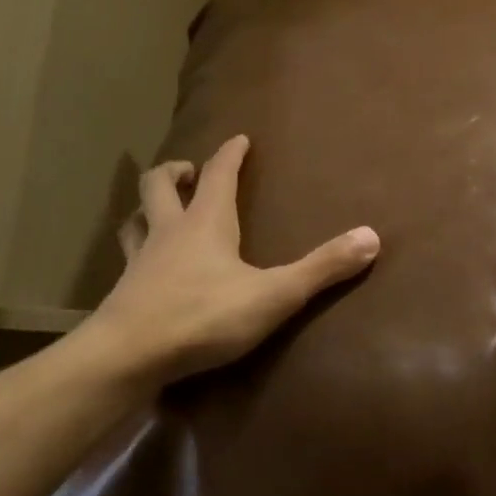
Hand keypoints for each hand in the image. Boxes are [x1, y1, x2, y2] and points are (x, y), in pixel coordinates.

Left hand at [77, 135, 379, 384]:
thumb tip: (371, 236)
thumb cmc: (203, 317)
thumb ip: (321, 268)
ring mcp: (139, 263)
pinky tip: (146, 270)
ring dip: (146, 209)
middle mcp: (167, 233)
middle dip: (175, 172)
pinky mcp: (123, 294)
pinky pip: (127, 261)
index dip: (229, 155)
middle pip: (159, 186)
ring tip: (158, 212)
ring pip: (135, 222)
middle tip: (189, 171)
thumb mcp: (273, 294)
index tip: (238, 139)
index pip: (217, 175)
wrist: (127, 357)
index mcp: (205, 224)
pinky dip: (137, 253)